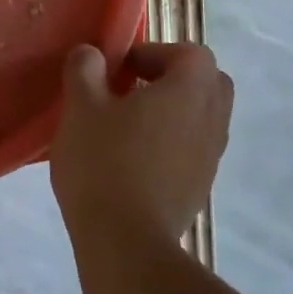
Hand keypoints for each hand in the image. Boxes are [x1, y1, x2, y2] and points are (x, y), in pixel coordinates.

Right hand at [50, 41, 234, 253]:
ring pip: (201, 118)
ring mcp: (211, 157)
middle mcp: (211, 119)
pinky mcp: (200, 187)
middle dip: (172, 80)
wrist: (126, 241)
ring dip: (171, 112)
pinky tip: (132, 159)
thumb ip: (85, 71)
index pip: (190, 53)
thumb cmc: (103, 163)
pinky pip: (192, 149)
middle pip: (207, 83)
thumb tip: (91, 54)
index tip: (119, 69)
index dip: (155, 52)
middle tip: (131, 91)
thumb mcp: (81, 108)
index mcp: (189, 90)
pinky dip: (170, 143)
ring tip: (126, 126)